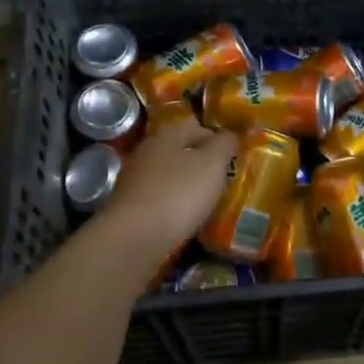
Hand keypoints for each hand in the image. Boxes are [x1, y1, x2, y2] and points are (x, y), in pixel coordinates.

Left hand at [103, 117, 237, 249]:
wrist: (134, 237)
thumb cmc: (179, 193)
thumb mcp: (212, 164)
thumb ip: (224, 145)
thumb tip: (230, 134)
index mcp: (166, 135)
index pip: (196, 126)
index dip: (217, 138)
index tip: (234, 157)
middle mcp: (147, 152)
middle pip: (180, 151)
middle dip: (202, 163)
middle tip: (224, 179)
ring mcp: (135, 180)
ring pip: (169, 175)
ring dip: (187, 185)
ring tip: (209, 201)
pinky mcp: (129, 207)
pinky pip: (160, 199)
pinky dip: (174, 205)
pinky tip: (186, 218)